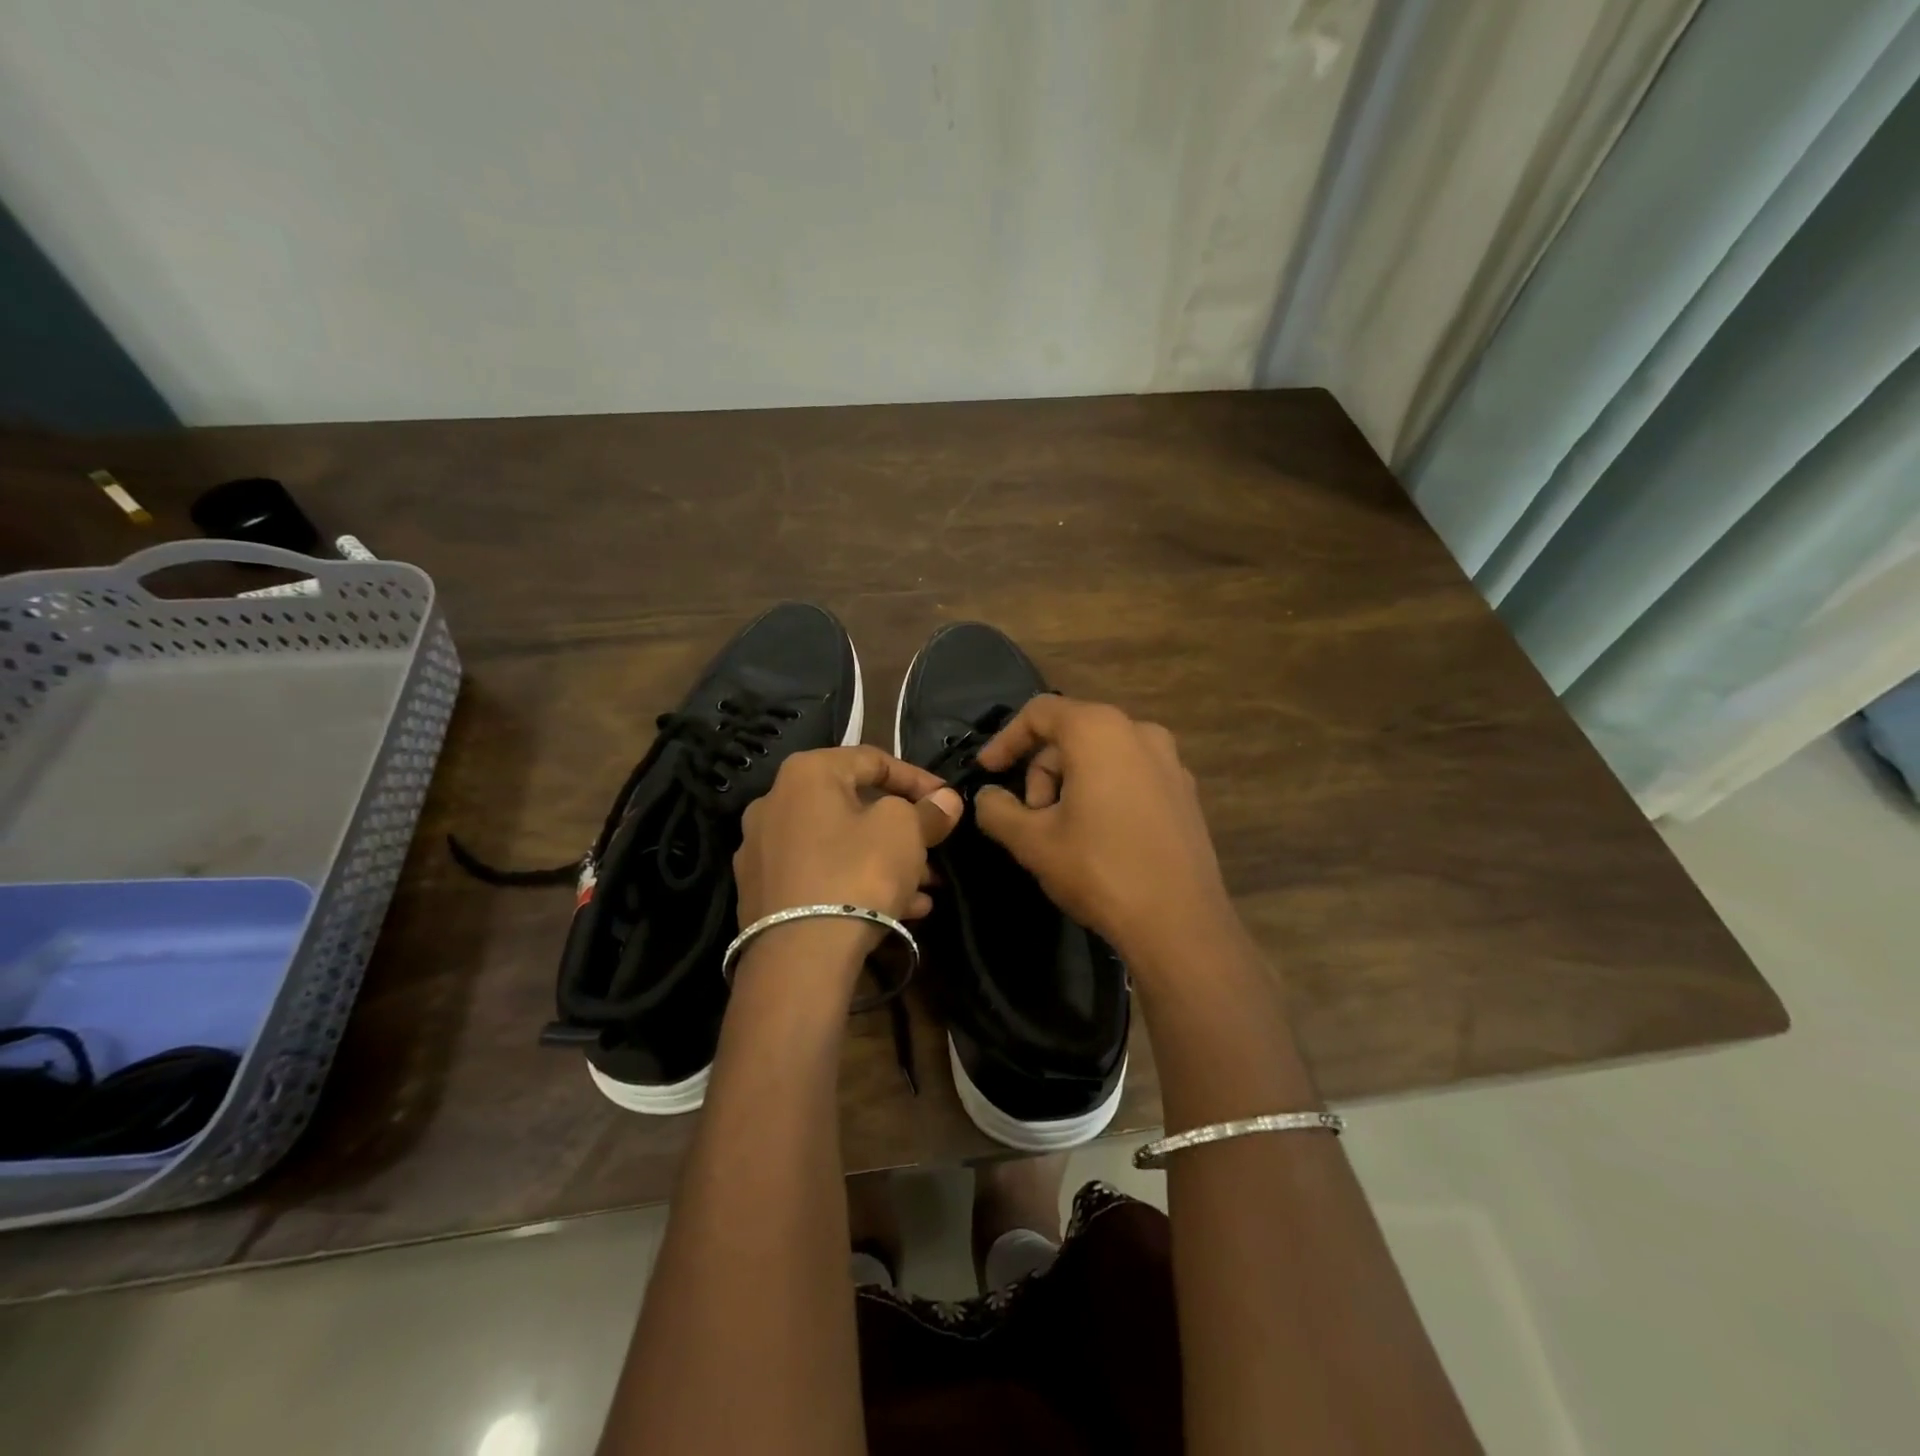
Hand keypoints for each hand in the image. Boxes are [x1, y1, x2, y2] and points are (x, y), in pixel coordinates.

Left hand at [734, 746, 962, 929]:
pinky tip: (898, 911)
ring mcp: (762, 850)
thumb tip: (946, 800)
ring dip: (885, 861)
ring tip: (924, 890)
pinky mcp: (762, 892)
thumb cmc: (857, 873)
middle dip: (903, 830)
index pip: (873, 759)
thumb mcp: (905, 832)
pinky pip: (820, 874)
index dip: (918, 779)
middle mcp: (775, 802)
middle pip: (854, 806)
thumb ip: (928, 810)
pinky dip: (857, 883)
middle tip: (934, 851)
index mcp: (806, 773)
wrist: (799, 958)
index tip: (947, 802)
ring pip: (839, 845)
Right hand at [974, 697, 1234, 965]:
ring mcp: (1170, 762)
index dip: (1005, 740)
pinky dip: (1103, 792)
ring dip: (1070, 785)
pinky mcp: (1186, 792)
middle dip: (1041, 772)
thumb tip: (987, 797)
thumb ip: (996, 809)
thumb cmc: (1099, 870)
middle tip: (1030, 819)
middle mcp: (1140, 732)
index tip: (987, 773)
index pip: (1040, 712)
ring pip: (1102, 756)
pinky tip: (1098, 837)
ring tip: (1062, 833)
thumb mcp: (1032, 841)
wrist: (1179, 924)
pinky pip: (1130, 775)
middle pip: (1072, 734)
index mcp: (1099, 730)